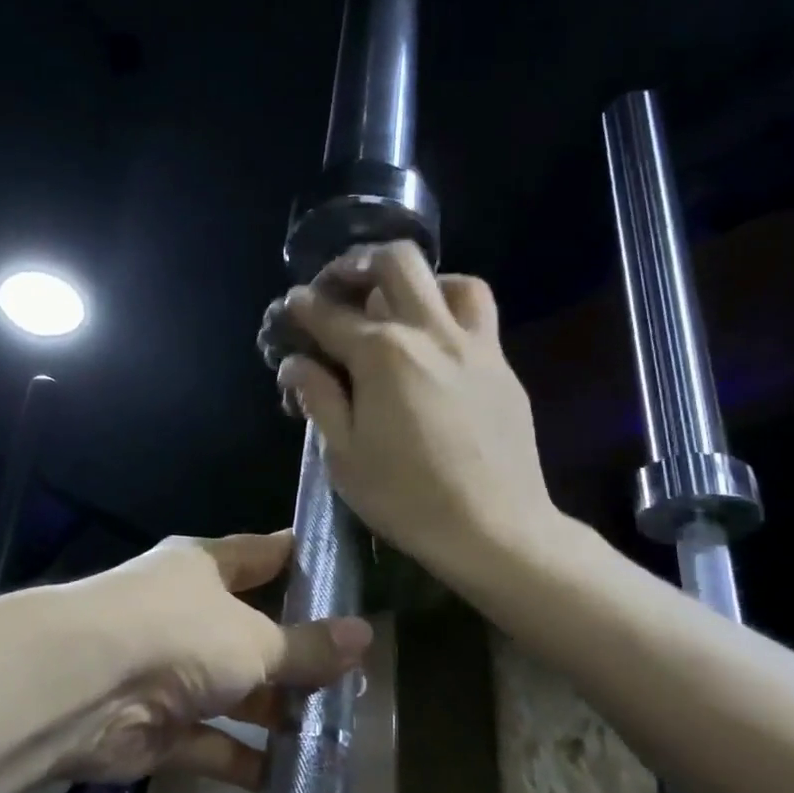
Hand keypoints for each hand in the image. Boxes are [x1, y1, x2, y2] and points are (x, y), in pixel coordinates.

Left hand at [59, 531, 370, 789]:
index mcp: (204, 569)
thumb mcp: (254, 638)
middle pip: (253, 630)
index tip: (344, 569)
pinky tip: (290, 780)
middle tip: (355, 674)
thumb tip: (364, 635)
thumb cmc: (176, 634)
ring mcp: (171, 672)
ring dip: (276, 712)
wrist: (81, 689)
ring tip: (334, 731)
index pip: (261, 555)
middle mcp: (187, 614)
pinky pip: (213, 744)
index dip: (299, 559)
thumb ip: (306, 645)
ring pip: (236, 691)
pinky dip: (245, 760)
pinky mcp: (160, 728)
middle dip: (298, 653)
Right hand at [273, 241, 560, 585]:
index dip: (302, 308)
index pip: (329, 315)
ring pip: (451, 280)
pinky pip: (479, 316)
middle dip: (358, 264)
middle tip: (338, 285)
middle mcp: (429, 333)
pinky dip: (450, 310)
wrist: (495, 529)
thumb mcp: (344, 456)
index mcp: (381, 355)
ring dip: (417, 282)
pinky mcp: (502, 367)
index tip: (291, 309)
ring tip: (398, 306)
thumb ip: (319, 399)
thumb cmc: (406, 498)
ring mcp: (475, 345)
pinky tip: (436, 344)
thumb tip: (296, 362)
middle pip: (396, 263)